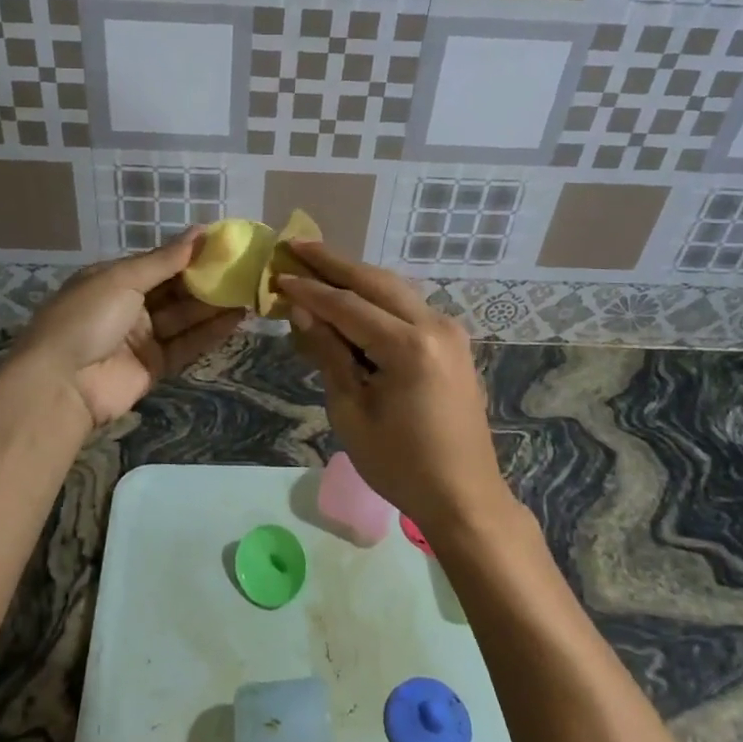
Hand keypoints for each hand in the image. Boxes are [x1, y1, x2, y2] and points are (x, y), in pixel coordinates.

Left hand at [9, 228, 244, 427]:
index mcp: (114, 279)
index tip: (225, 244)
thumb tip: (200, 232)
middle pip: (175, 290)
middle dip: (207, 280)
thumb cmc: (87, 318)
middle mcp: (129, 306)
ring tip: (249, 291)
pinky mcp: (155, 367)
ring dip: (214, 305)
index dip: (190, 254)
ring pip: (185, 317)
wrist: (61, 384)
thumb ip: (165, 260)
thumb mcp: (122, 279)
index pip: (159, 262)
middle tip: (244, 268)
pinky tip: (236, 318)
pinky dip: (210, 333)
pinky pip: (187, 345)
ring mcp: (142, 338)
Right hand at [275, 242, 511, 537]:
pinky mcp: (452, 343)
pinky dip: (376, 298)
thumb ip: (328, 354)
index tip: (278, 275)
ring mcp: (449, 332)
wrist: (464, 496)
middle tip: (295, 245)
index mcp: (409, 346)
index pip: (347, 306)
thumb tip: (302, 311)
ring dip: (355, 276)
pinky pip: (407, 308)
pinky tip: (351, 295)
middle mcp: (434, 326)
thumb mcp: (351, 411)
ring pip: (394, 289)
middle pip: (375, 282)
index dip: (310, 291)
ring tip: (317, 261)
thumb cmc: (400, 464)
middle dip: (333, 263)